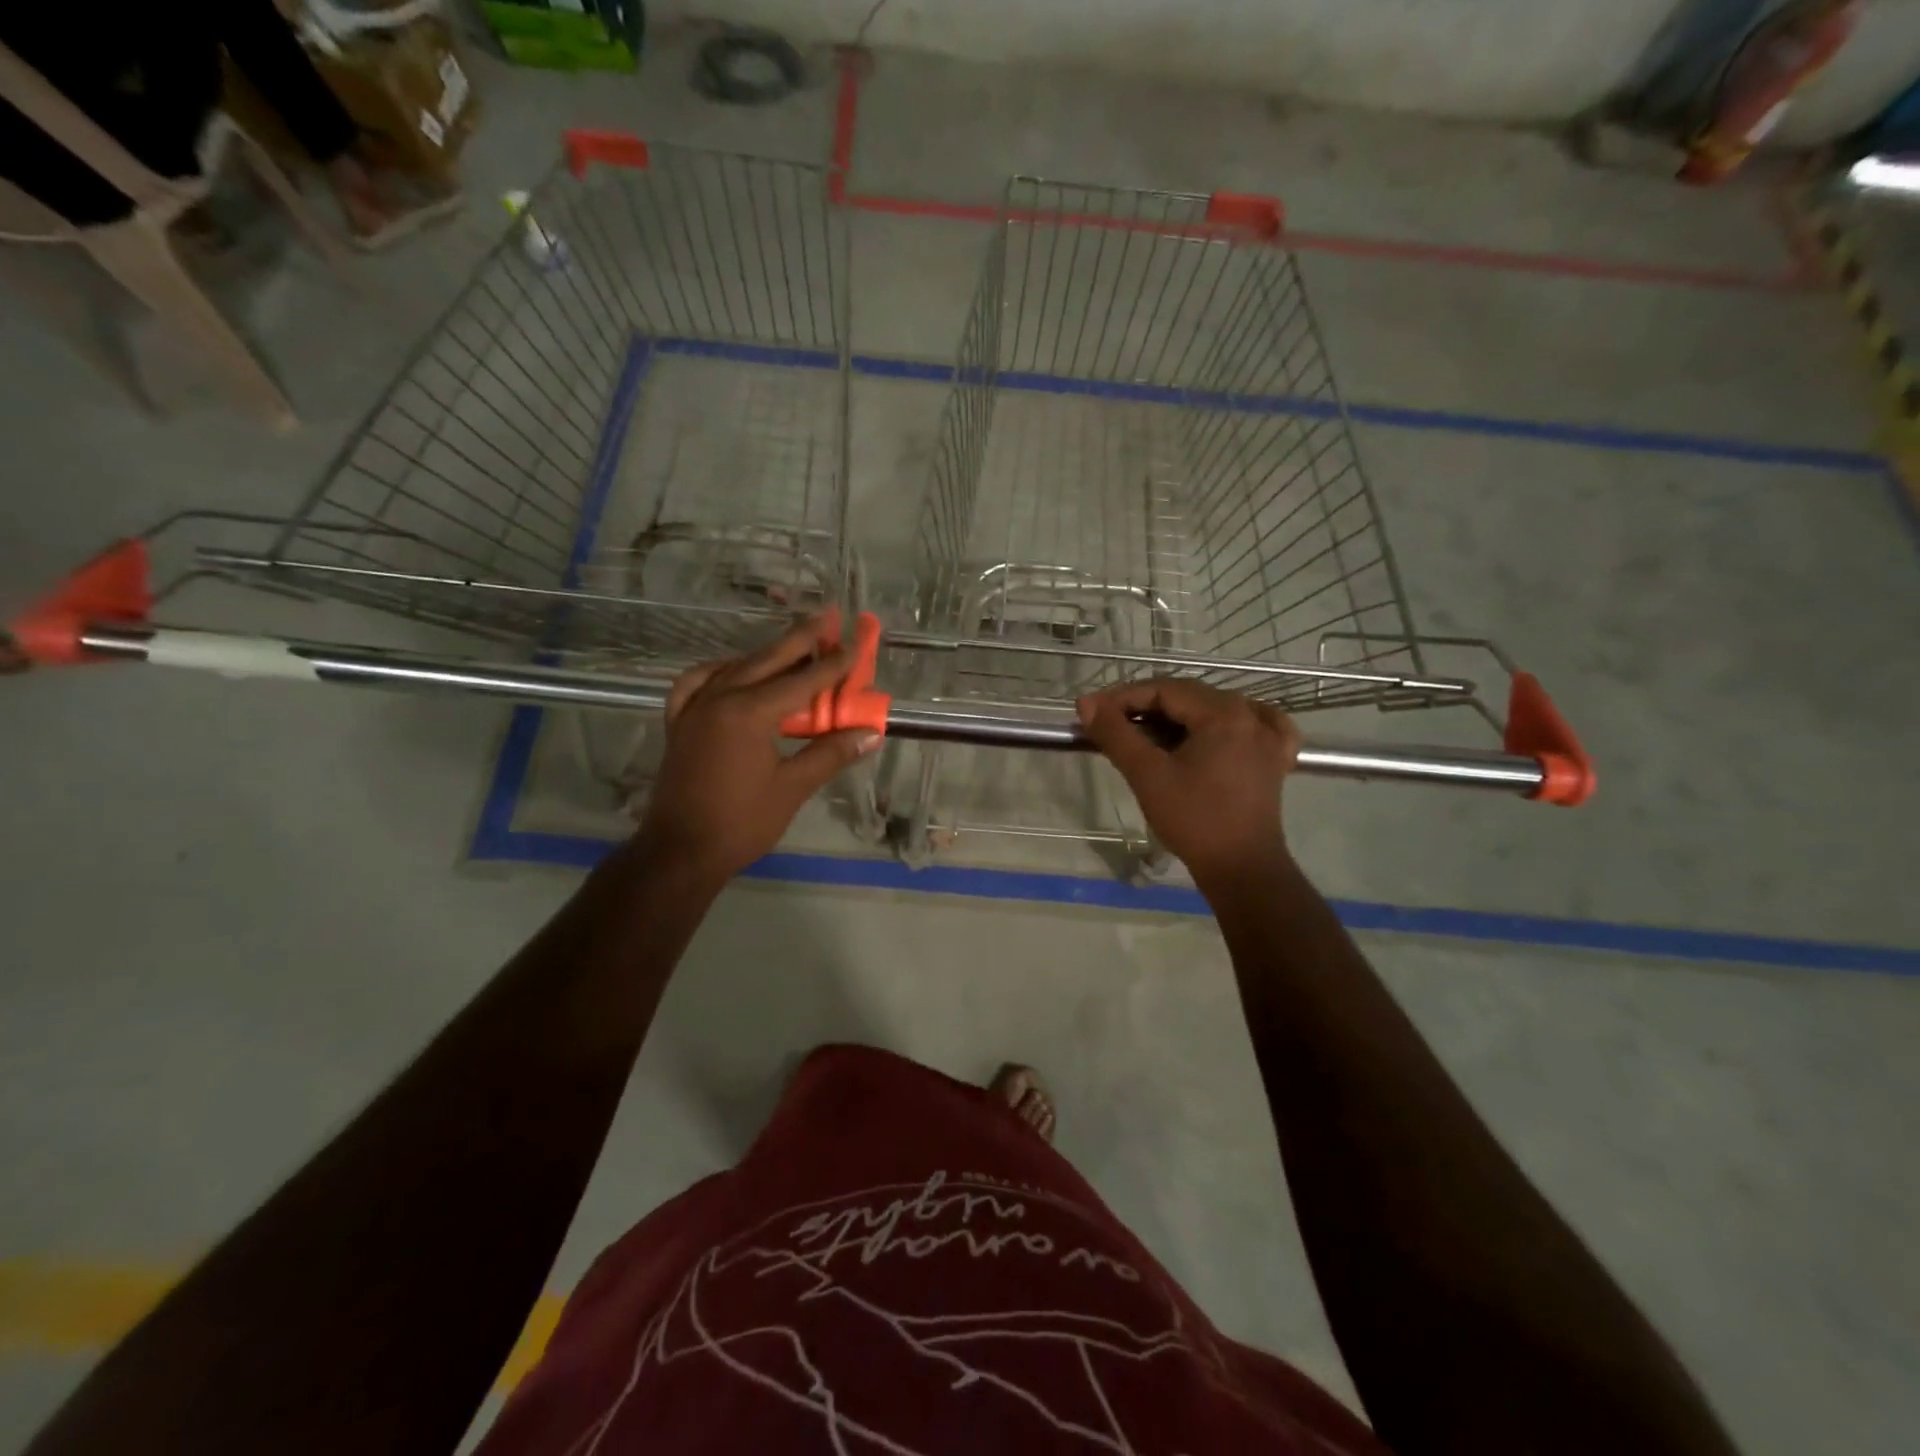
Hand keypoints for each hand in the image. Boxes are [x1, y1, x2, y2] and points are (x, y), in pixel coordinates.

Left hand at [635, 616, 881, 886]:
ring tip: (793, 647)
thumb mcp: (792, 788)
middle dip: (801, 639)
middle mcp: (719, 698)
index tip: (856, 644)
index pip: (802, 680)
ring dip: (767, 654)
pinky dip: (719, 672)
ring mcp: (694, 709)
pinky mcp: (679, 723)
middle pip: (767, 659)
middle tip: (827, 615)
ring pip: (735, 667)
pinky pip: (697, 683)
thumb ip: (830, 755)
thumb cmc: (740, 823)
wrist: (679, 852)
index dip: (833, 664)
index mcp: (748, 713)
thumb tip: (870, 734)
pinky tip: (731, 672)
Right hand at [1077, 679, 1299, 889]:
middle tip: (1111, 725)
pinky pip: (1251, 726)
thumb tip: (1086, 703)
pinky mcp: (1273, 760)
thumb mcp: (1147, 774)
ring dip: (1177, 718)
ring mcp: (1268, 737)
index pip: (1164, 689)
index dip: (1123, 697)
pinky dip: (1225, 724)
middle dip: (1146, 708)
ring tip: (1146, 735)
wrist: (1241, 869)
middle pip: (1189, 697)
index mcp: (1223, 713)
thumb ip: (1115, 733)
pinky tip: (1214, 732)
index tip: (1092, 713)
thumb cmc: (1193, 819)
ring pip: (1213, 710)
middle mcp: (1250, 715)